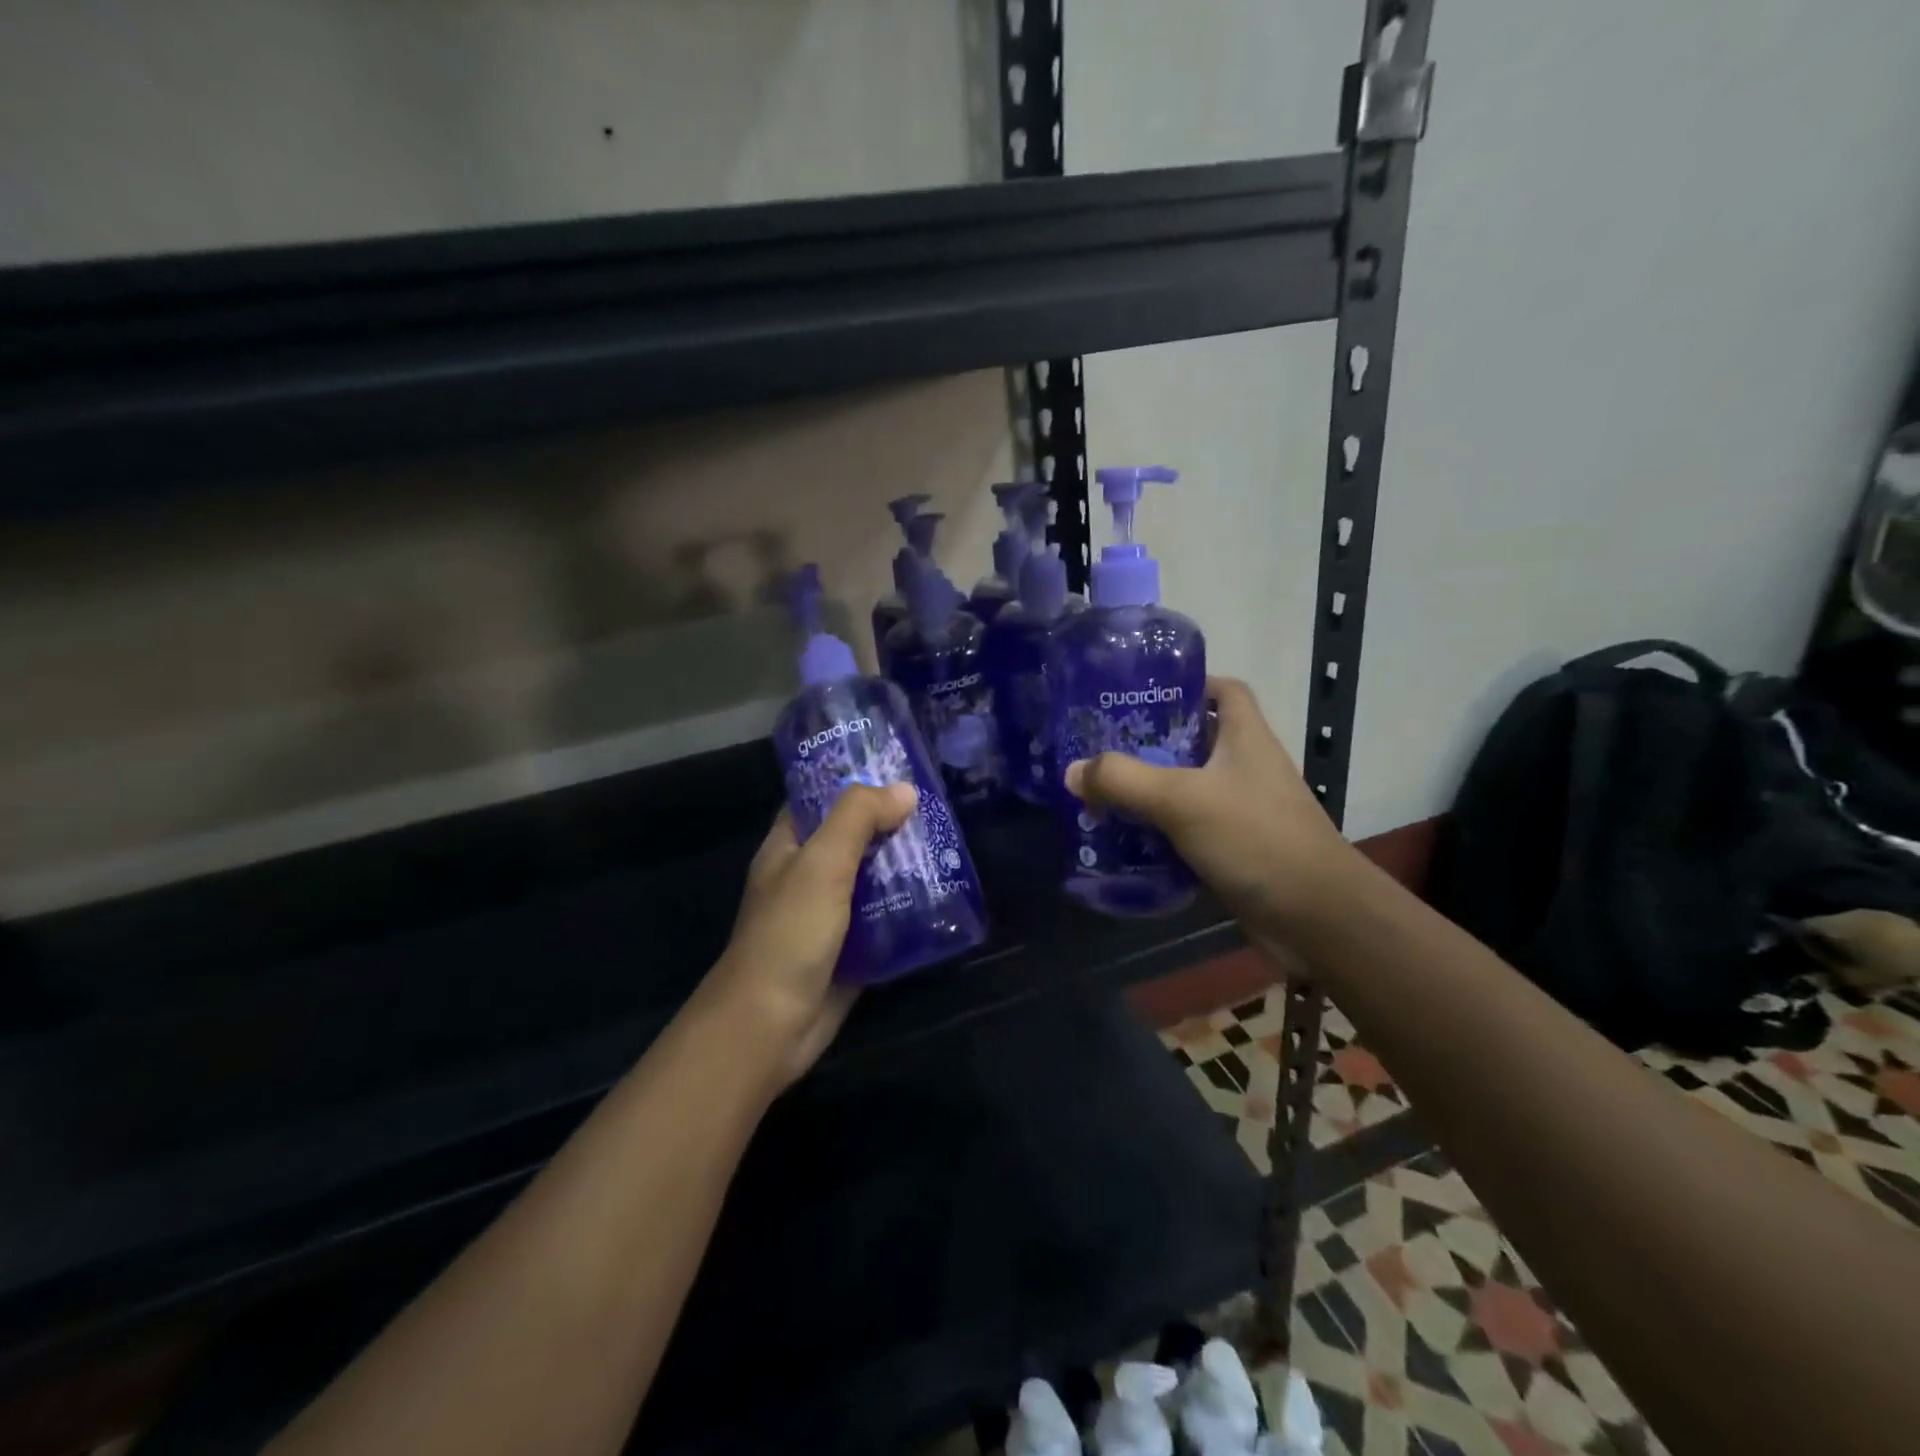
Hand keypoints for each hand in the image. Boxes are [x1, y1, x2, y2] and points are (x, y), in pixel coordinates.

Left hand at [704, 783, 916, 1086]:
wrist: (770, 1025)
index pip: (819, 799)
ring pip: (873, 879)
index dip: (853, 780)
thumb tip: (905, 789)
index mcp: (788, 847)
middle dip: (891, 824)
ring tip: (950, 846)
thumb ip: (858, 819)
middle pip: (854, 838)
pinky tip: (945, 896)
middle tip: (939, 807)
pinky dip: (909, 908)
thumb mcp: (821, 864)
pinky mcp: (850, 949)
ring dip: (906, 866)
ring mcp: (829, 915)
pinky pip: (884, 919)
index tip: (898, 768)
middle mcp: (808, 876)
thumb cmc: (789, 933)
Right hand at [1063, 677, 1359, 950]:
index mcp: (1246, 737)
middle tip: (1102, 747)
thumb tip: (1072, 771)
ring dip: (1149, 790)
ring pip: (1188, 788)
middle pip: (1195, 740)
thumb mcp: (1183, 800)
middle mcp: (1246, 767)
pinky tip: (1124, 840)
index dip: (1188, 684)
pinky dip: (1159, 832)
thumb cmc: (1256, 838)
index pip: (1224, 690)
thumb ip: (1124, 781)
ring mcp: (1242, 810)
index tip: (1141, 693)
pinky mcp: (1234, 849)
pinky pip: (1188, 829)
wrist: (1316, 918)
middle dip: (1150, 742)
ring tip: (1101, 792)